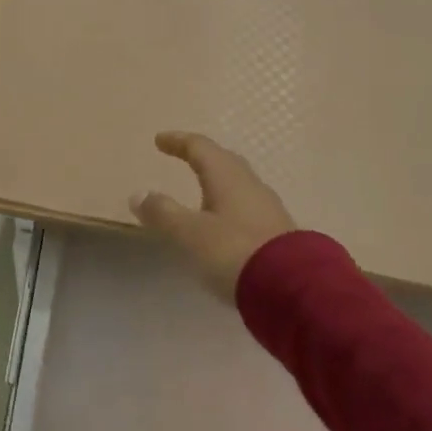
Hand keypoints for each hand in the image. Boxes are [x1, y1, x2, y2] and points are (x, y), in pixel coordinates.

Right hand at [130, 131, 295, 299]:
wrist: (292, 290)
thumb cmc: (233, 252)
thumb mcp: (189, 233)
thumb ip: (163, 213)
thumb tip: (139, 194)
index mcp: (227, 176)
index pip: (200, 148)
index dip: (178, 142)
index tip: (160, 140)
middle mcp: (250, 185)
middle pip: (224, 161)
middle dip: (202, 157)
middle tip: (185, 157)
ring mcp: (268, 209)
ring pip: (239, 184)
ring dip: (218, 182)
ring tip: (201, 191)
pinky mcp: (278, 233)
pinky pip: (247, 206)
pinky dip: (229, 205)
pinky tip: (223, 222)